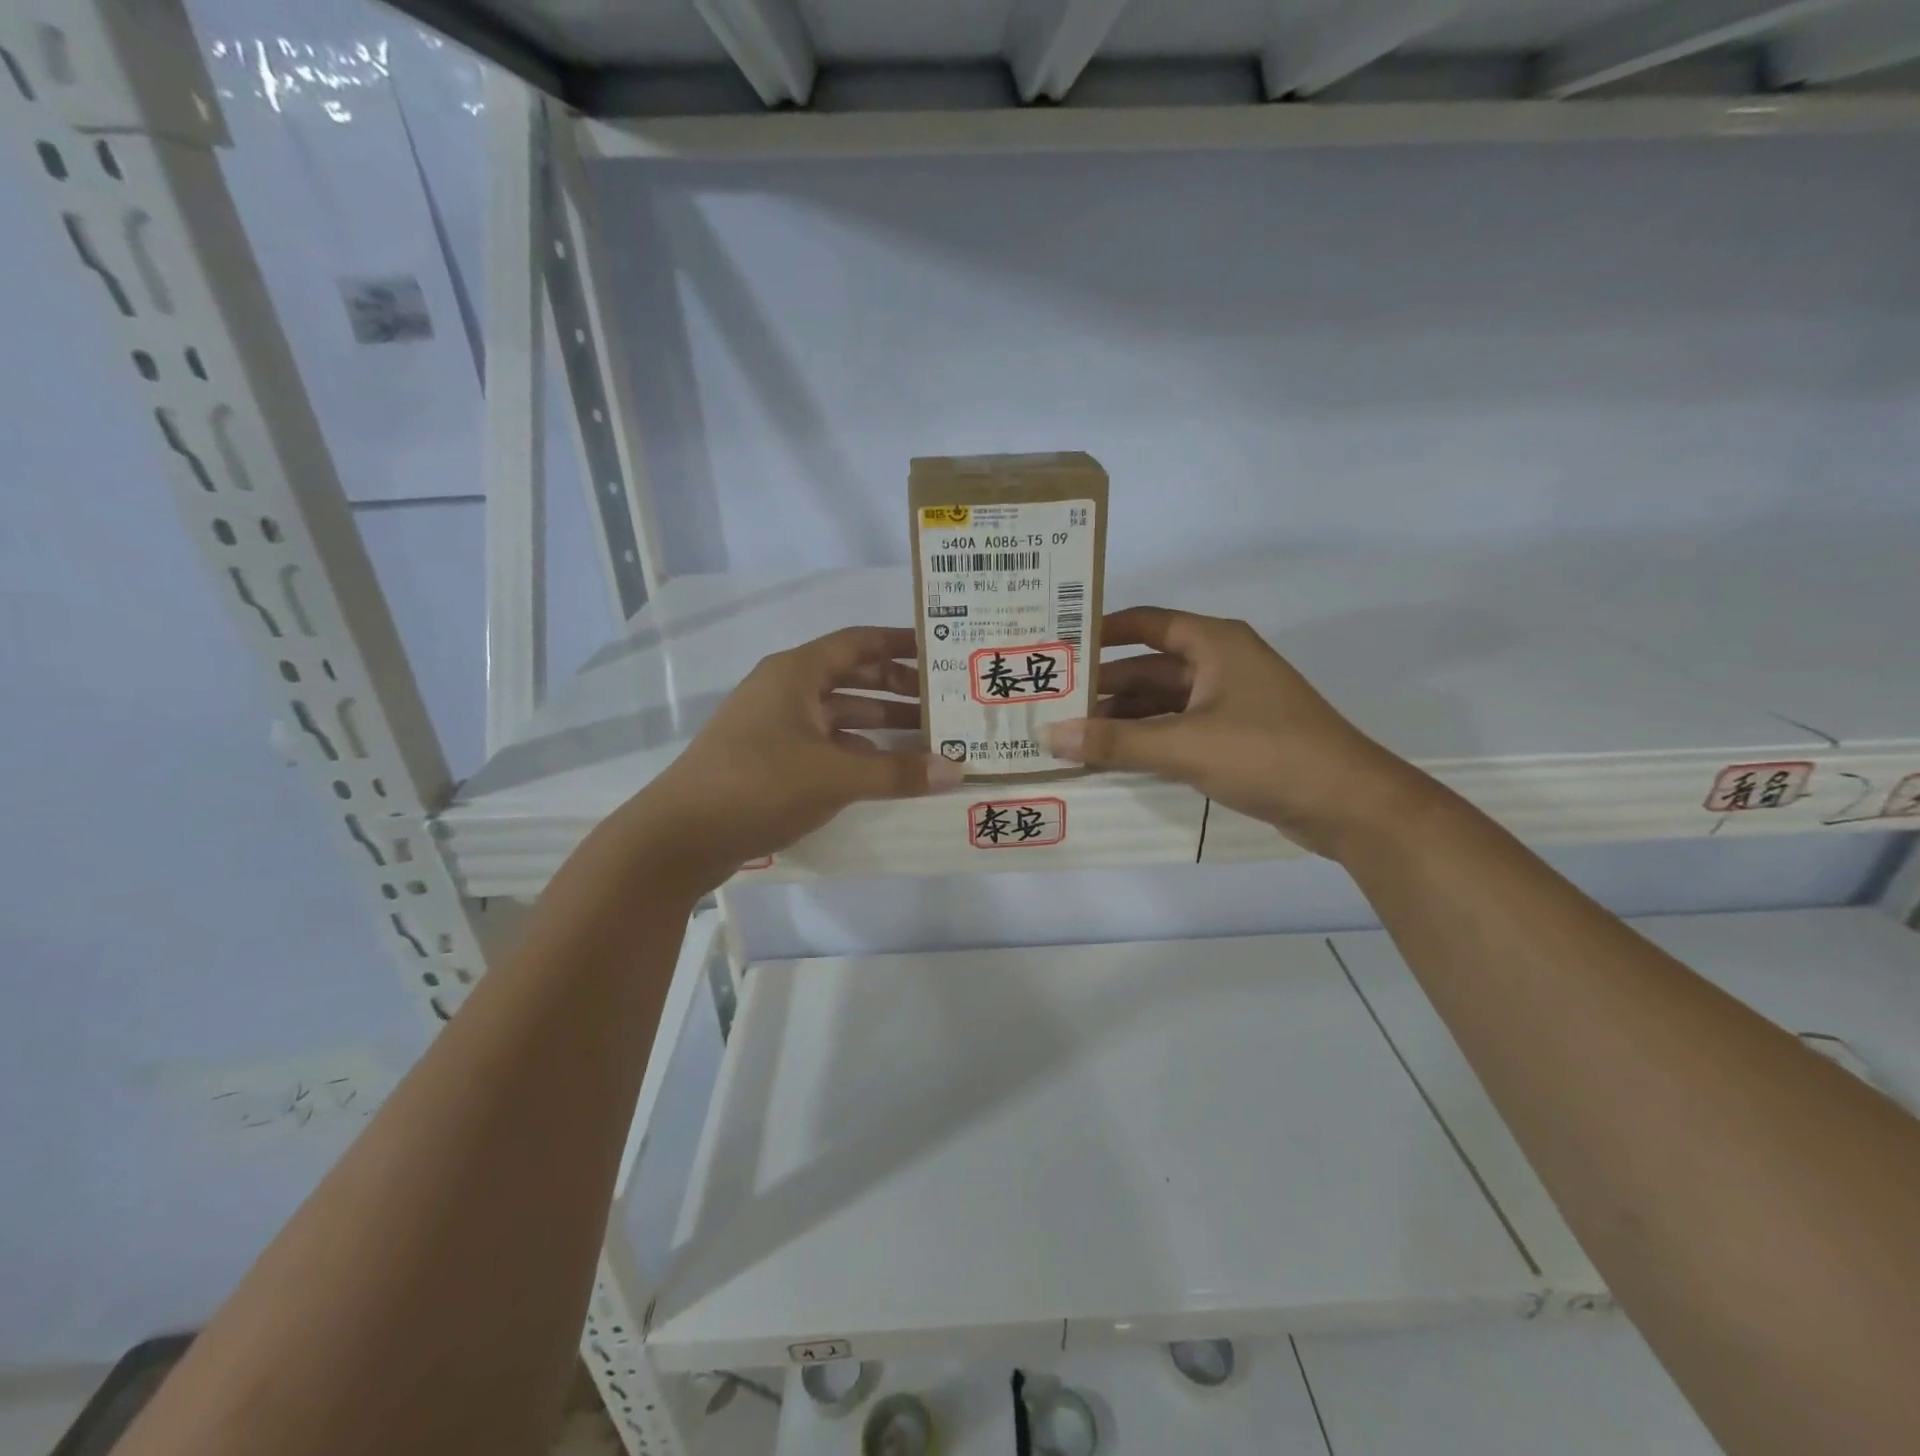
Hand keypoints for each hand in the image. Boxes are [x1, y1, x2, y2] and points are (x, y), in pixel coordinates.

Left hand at [619, 626, 962, 892]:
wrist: (679, 837)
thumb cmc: (758, 785)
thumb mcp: (834, 776)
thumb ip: (897, 772)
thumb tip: (956, 770)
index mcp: (796, 673)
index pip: (859, 642)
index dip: (901, 643)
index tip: (941, 650)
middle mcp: (785, 691)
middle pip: (852, 677)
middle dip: (898, 687)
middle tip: (943, 702)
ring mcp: (775, 726)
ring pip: (839, 714)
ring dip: (881, 723)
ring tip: (927, 738)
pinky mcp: (769, 760)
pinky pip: (825, 744)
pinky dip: (856, 751)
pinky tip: (886, 770)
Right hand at [1043, 607, 1431, 858]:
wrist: (1348, 804)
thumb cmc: (1268, 754)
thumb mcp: (1185, 746)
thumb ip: (1116, 743)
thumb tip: (1051, 736)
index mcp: (1214, 644)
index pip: (1146, 623)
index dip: (1101, 630)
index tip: (1057, 645)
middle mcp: (1220, 664)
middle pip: (1148, 666)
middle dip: (1103, 684)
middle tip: (1051, 700)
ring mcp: (1229, 702)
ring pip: (1161, 702)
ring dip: (1121, 718)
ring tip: (1070, 735)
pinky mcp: (1234, 737)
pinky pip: (1176, 729)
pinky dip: (1145, 740)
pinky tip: (1111, 758)